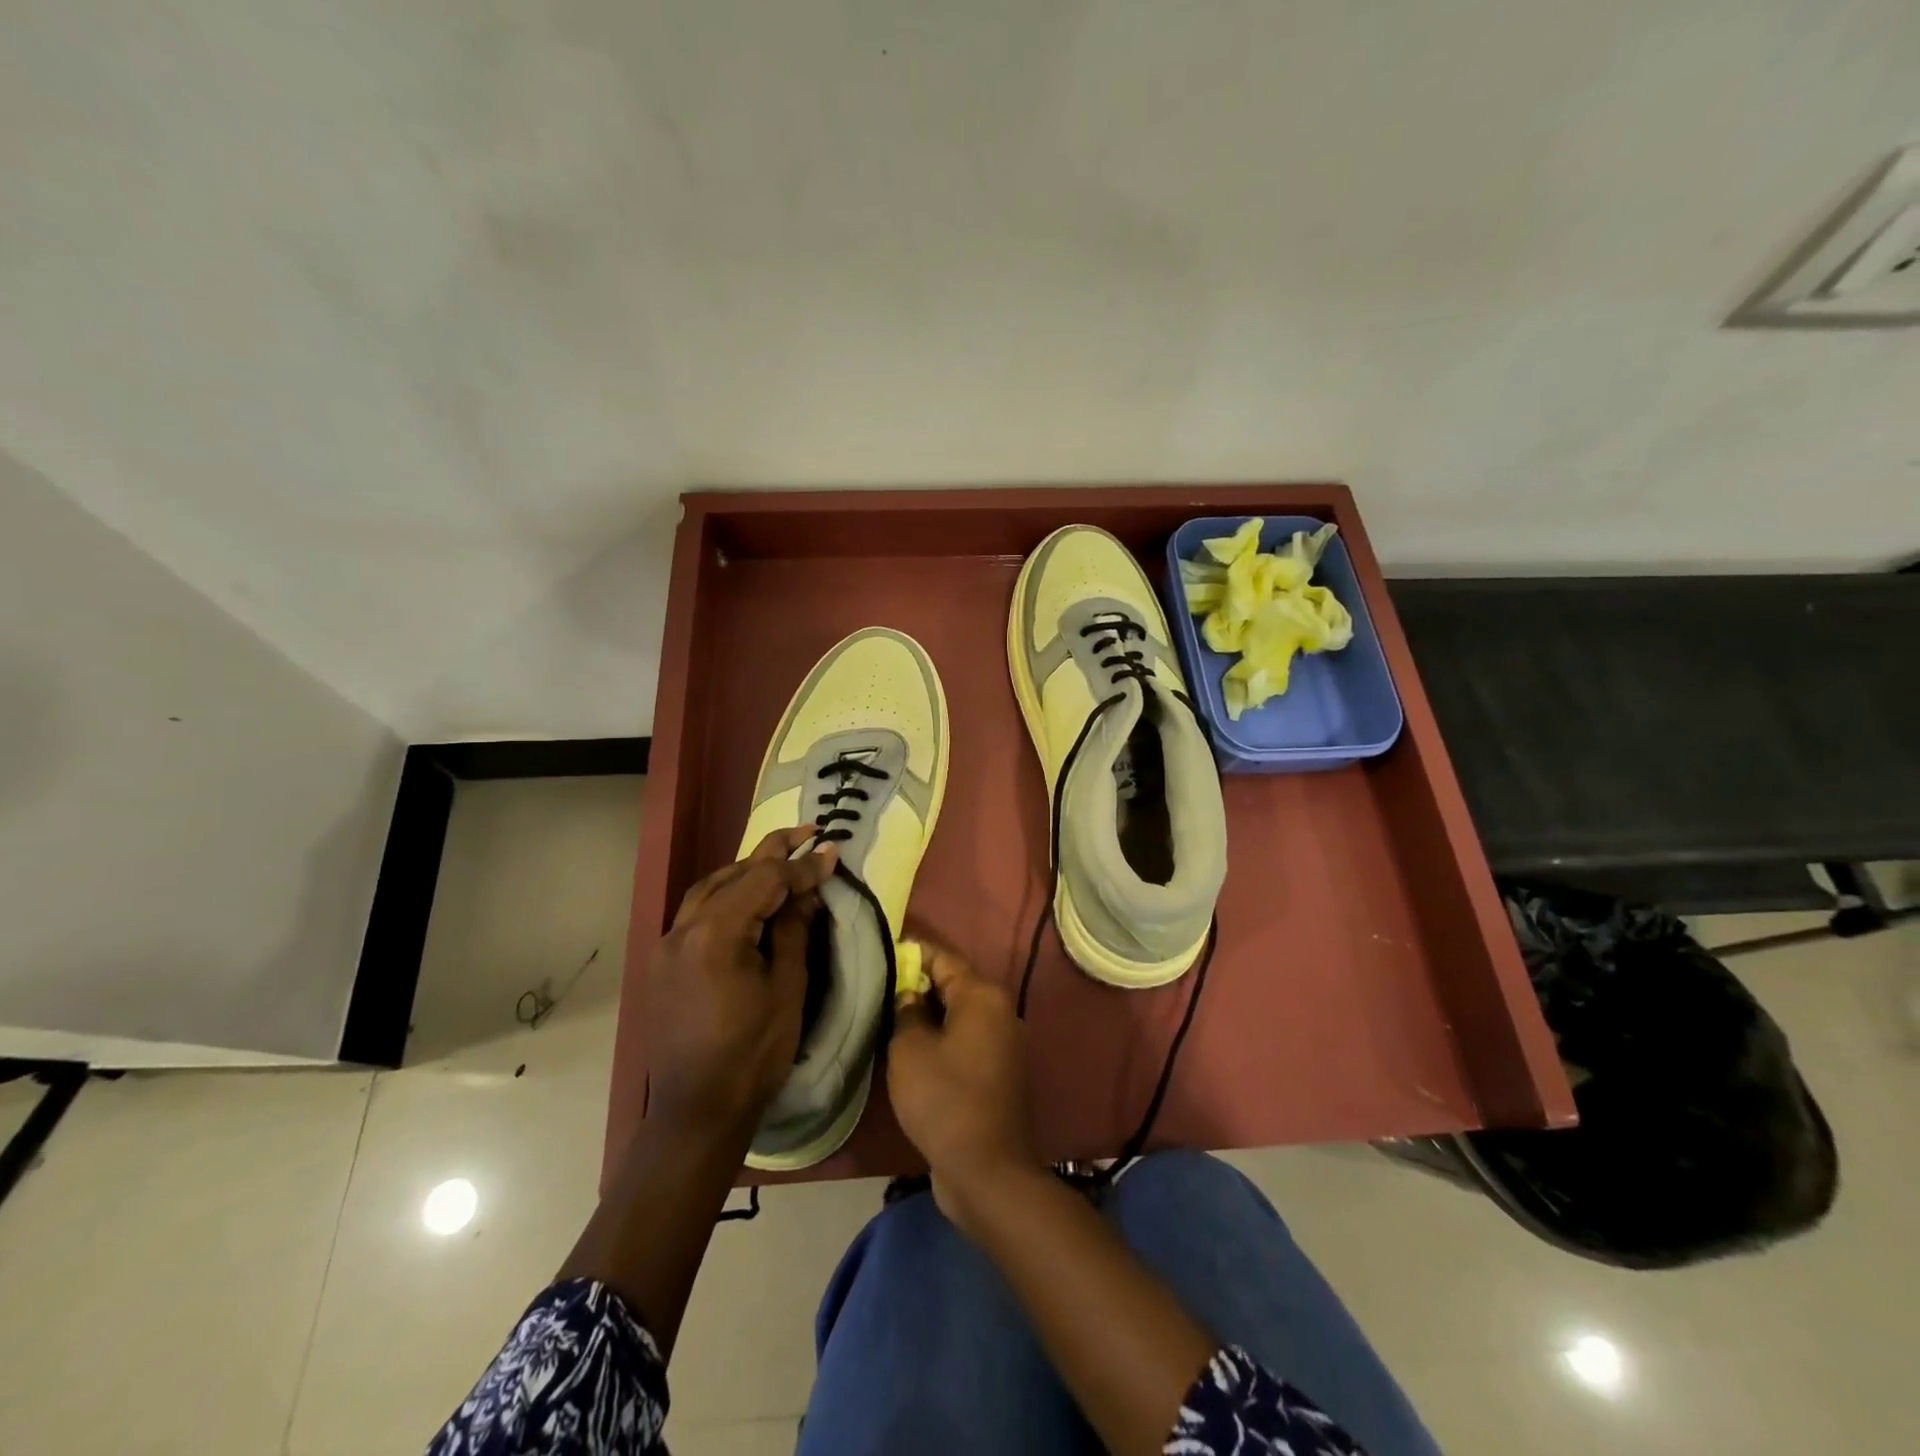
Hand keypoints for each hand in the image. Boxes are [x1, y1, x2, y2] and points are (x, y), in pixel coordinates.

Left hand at [647, 826, 837, 1141]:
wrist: (698, 1109)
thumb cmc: (753, 1052)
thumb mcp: (787, 987)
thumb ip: (794, 929)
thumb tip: (807, 891)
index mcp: (716, 934)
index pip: (765, 881)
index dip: (802, 866)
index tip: (833, 853)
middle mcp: (683, 928)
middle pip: (733, 874)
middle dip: (773, 852)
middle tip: (807, 832)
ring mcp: (667, 944)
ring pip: (709, 888)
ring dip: (745, 870)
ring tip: (778, 861)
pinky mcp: (663, 961)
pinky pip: (696, 912)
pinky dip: (724, 895)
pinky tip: (745, 899)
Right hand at [887, 938, 1037, 1230]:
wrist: (987, 1171)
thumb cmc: (944, 1099)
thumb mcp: (910, 1050)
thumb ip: (906, 1012)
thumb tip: (909, 995)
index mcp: (982, 995)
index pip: (942, 957)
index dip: (911, 951)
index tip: (882, 947)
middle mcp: (1000, 1011)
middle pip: (953, 983)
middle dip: (917, 981)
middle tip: (879, 983)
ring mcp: (1003, 1042)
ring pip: (959, 1013)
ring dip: (928, 1011)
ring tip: (889, 1012)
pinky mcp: (999, 1071)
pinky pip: (965, 1039)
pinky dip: (941, 1036)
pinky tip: (912, 1046)